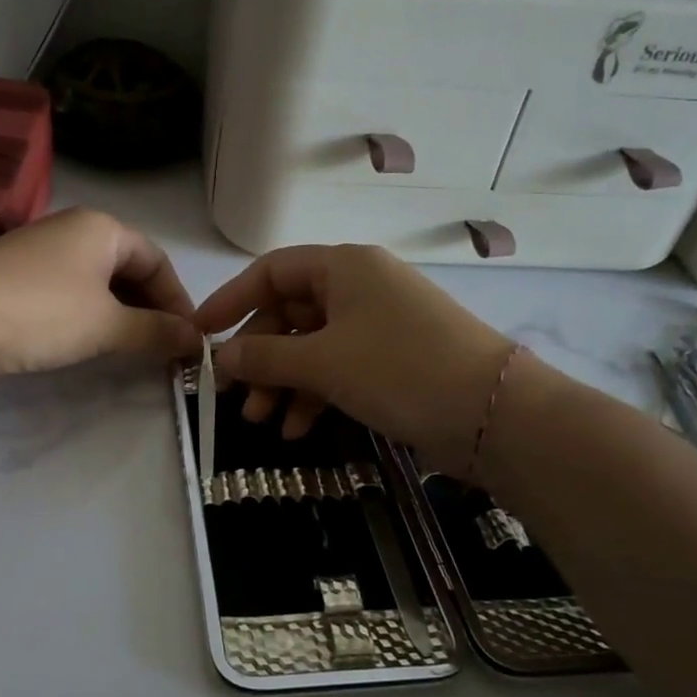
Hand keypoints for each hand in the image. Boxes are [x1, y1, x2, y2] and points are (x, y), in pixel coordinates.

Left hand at [0, 209, 199, 389]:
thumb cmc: (42, 311)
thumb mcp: (107, 324)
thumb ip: (156, 332)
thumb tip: (197, 342)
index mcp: (100, 228)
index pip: (156, 259)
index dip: (178, 299)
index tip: (189, 338)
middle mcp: (70, 231)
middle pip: (126, 268)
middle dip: (149, 308)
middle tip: (163, 349)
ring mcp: (37, 255)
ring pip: (95, 284)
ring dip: (119, 316)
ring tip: (131, 352)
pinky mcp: (11, 282)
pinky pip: (66, 297)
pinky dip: (87, 319)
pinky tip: (87, 346)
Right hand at [195, 244, 511, 464]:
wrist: (495, 415)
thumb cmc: (401, 369)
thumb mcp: (323, 362)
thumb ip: (264, 358)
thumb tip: (220, 357)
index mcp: (344, 267)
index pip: (272, 272)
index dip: (232, 300)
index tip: (201, 334)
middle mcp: (359, 287)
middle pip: (289, 313)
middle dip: (259, 357)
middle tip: (235, 396)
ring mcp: (378, 325)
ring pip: (311, 346)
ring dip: (282, 382)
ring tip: (262, 422)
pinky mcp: (391, 360)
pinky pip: (337, 368)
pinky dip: (314, 394)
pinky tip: (298, 429)